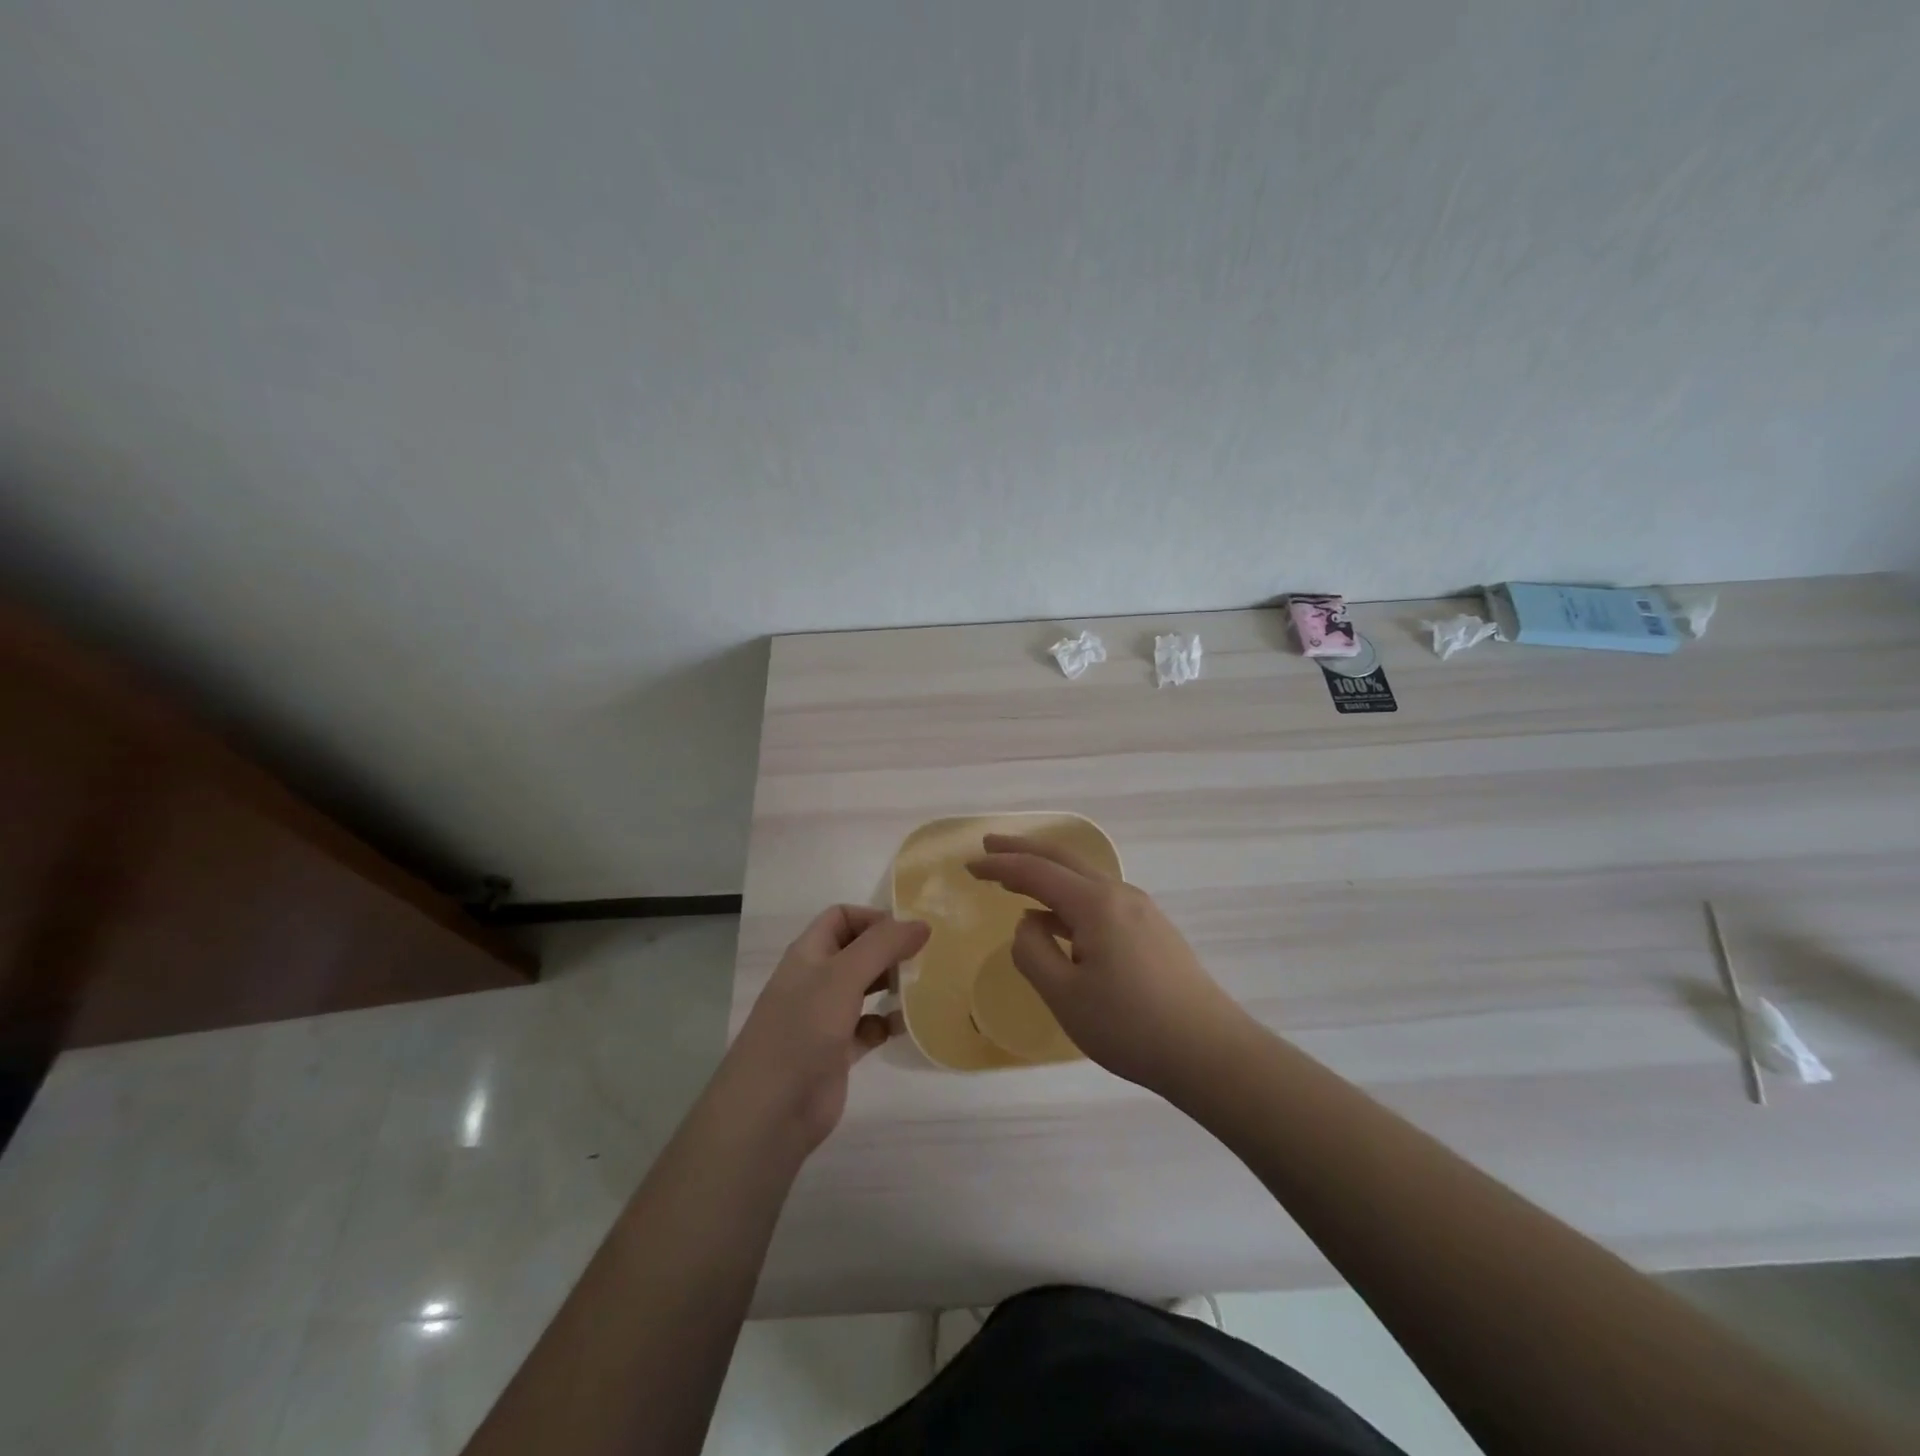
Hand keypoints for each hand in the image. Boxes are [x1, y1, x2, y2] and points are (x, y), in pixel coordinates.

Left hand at [720, 906, 929, 1153]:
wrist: (771, 1109)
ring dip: (891, 985)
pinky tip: (904, 1026)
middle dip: (888, 951)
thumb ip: (883, 945)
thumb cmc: (803, 1029)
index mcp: (809, 954)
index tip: (908, 932)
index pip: (841, 917)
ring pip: (864, 989)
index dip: (873, 918)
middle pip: (856, 952)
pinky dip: (886, 1024)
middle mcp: (816, 980)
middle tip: (925, 958)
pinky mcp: (836, 1053)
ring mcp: (825, 1018)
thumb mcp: (843, 976)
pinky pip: (868, 1028)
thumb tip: (922, 923)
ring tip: (922, 987)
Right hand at [968, 834, 1244, 1090]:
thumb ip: (1033, 952)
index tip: (969, 865)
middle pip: (1063, 858)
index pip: (1036, 871)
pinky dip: (1068, 896)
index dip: (999, 865)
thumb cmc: (1131, 1026)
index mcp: (1095, 903)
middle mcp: (1119, 894)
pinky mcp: (1152, 930)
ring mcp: (1141, 910)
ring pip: (1084, 878)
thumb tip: (1029, 923)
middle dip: (1023, 849)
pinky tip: (1058, 918)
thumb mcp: (1065, 996)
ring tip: (1016, 881)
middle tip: (989, 844)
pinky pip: (1099, 898)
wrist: (1210, 1052)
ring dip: (1047, 873)